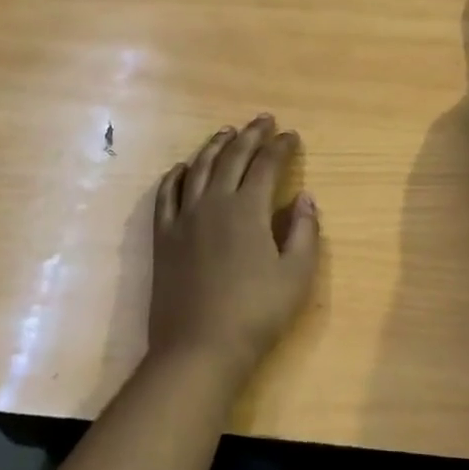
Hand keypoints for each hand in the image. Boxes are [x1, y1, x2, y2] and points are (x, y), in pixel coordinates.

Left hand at [148, 115, 320, 382]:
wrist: (198, 349)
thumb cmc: (256, 314)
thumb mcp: (296, 276)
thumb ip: (304, 231)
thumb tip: (305, 196)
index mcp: (248, 208)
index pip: (267, 164)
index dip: (281, 146)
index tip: (292, 135)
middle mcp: (214, 202)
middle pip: (233, 156)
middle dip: (251, 135)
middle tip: (264, 120)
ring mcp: (184, 217)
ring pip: (199, 168)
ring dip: (215, 145)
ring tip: (227, 132)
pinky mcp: (163, 236)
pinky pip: (166, 194)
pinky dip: (176, 175)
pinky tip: (182, 168)